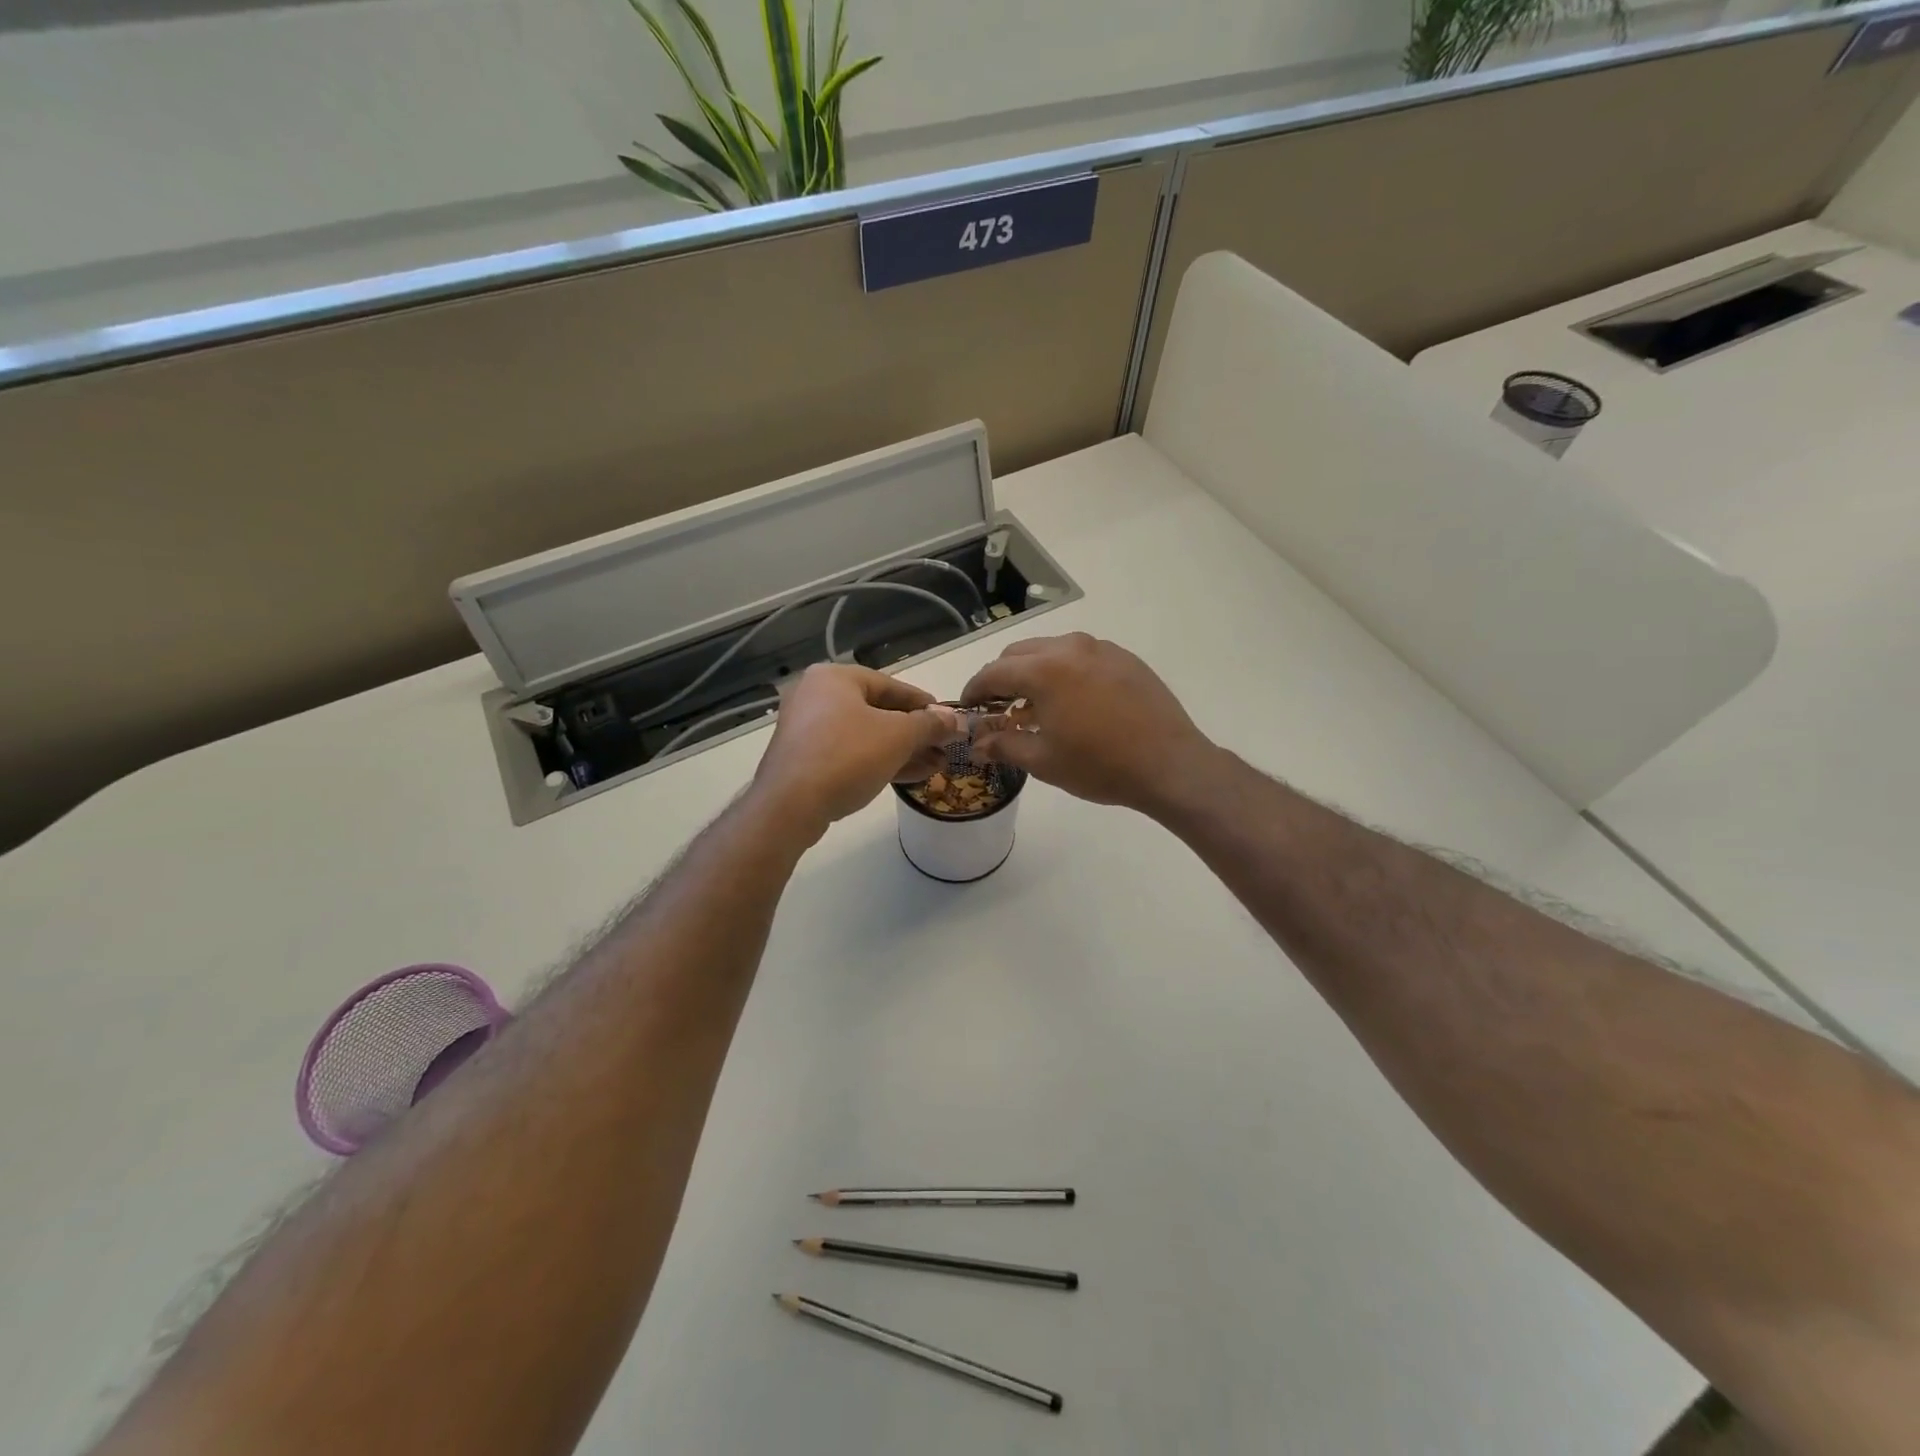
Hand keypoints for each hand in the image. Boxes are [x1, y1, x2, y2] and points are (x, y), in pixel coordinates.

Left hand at [753, 665, 961, 838]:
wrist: (789, 806)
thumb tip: (955, 720)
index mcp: (834, 678)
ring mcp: (807, 730)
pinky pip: (849, 754)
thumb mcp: (898, 736)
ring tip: (936, 766)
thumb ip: (929, 725)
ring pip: (865, 736)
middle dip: (915, 733)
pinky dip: (878, 761)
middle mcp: (816, 696)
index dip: (924, 703)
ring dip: (902, 750)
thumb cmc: (847, 756)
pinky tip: (909, 776)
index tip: (947, 719)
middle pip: (878, 711)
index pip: (890, 685)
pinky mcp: (804, 760)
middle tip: (943, 747)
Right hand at [960, 633, 1215, 816]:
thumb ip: (1004, 745)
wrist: (1170, 765)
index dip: (974, 690)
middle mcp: (1070, 648)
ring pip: (1051, 650)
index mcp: (1044, 670)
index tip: (968, 709)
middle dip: (1002, 678)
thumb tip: (977, 744)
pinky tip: (1073, 702)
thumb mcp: (1045, 761)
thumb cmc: (1101, 766)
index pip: (993, 672)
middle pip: (1020, 654)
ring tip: (1037, 706)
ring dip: (1034, 672)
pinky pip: (1082, 656)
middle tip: (1000, 709)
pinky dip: (1065, 671)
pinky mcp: (1125, 658)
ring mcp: (1101, 649)